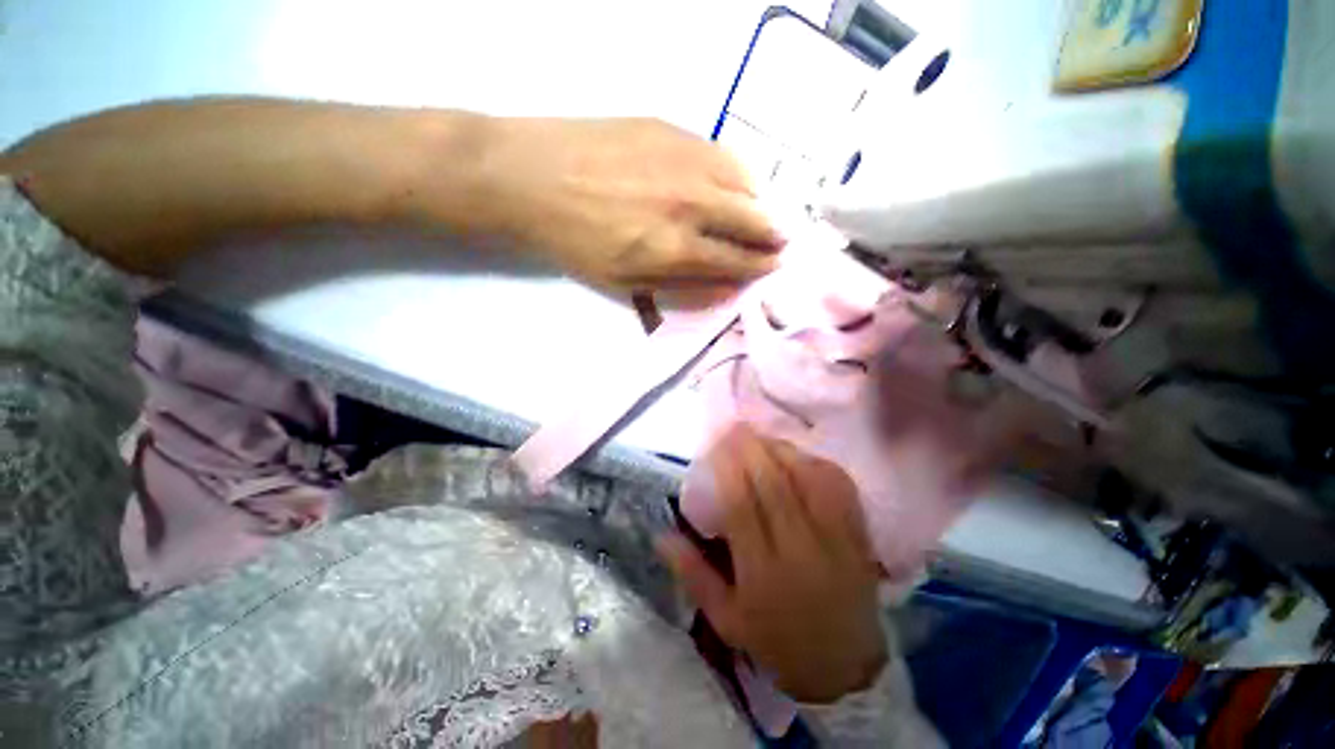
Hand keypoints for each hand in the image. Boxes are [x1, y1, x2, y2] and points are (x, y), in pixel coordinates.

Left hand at [463, 118, 781, 294]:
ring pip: (746, 183)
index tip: (774, 266)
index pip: (737, 260)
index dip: (760, 266)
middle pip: (753, 220)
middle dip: (772, 236)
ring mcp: (684, 159)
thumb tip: (727, 290)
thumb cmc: (575, 243)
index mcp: (675, 248)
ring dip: (759, 204)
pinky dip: (739, 174)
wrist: (528, 177)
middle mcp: (691, 202)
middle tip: (779, 244)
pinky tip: (732, 183)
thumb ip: (681, 289)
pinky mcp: (672, 129)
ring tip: (757, 216)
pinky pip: (724, 152)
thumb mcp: (624, 285)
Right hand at [658, 427, 886, 703]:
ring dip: (781, 451)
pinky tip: (799, 454)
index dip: (728, 469)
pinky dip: (817, 464)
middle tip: (734, 427)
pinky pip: (839, 489)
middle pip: (774, 485)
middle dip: (751, 449)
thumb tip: (661, 535)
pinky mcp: (858, 537)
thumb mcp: (726, 619)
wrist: (845, 668)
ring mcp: (835, 541)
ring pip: (807, 480)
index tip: (716, 445)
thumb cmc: (776, 642)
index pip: (742, 506)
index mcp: (763, 574)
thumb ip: (693, 574)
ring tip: (761, 436)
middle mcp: (800, 551)